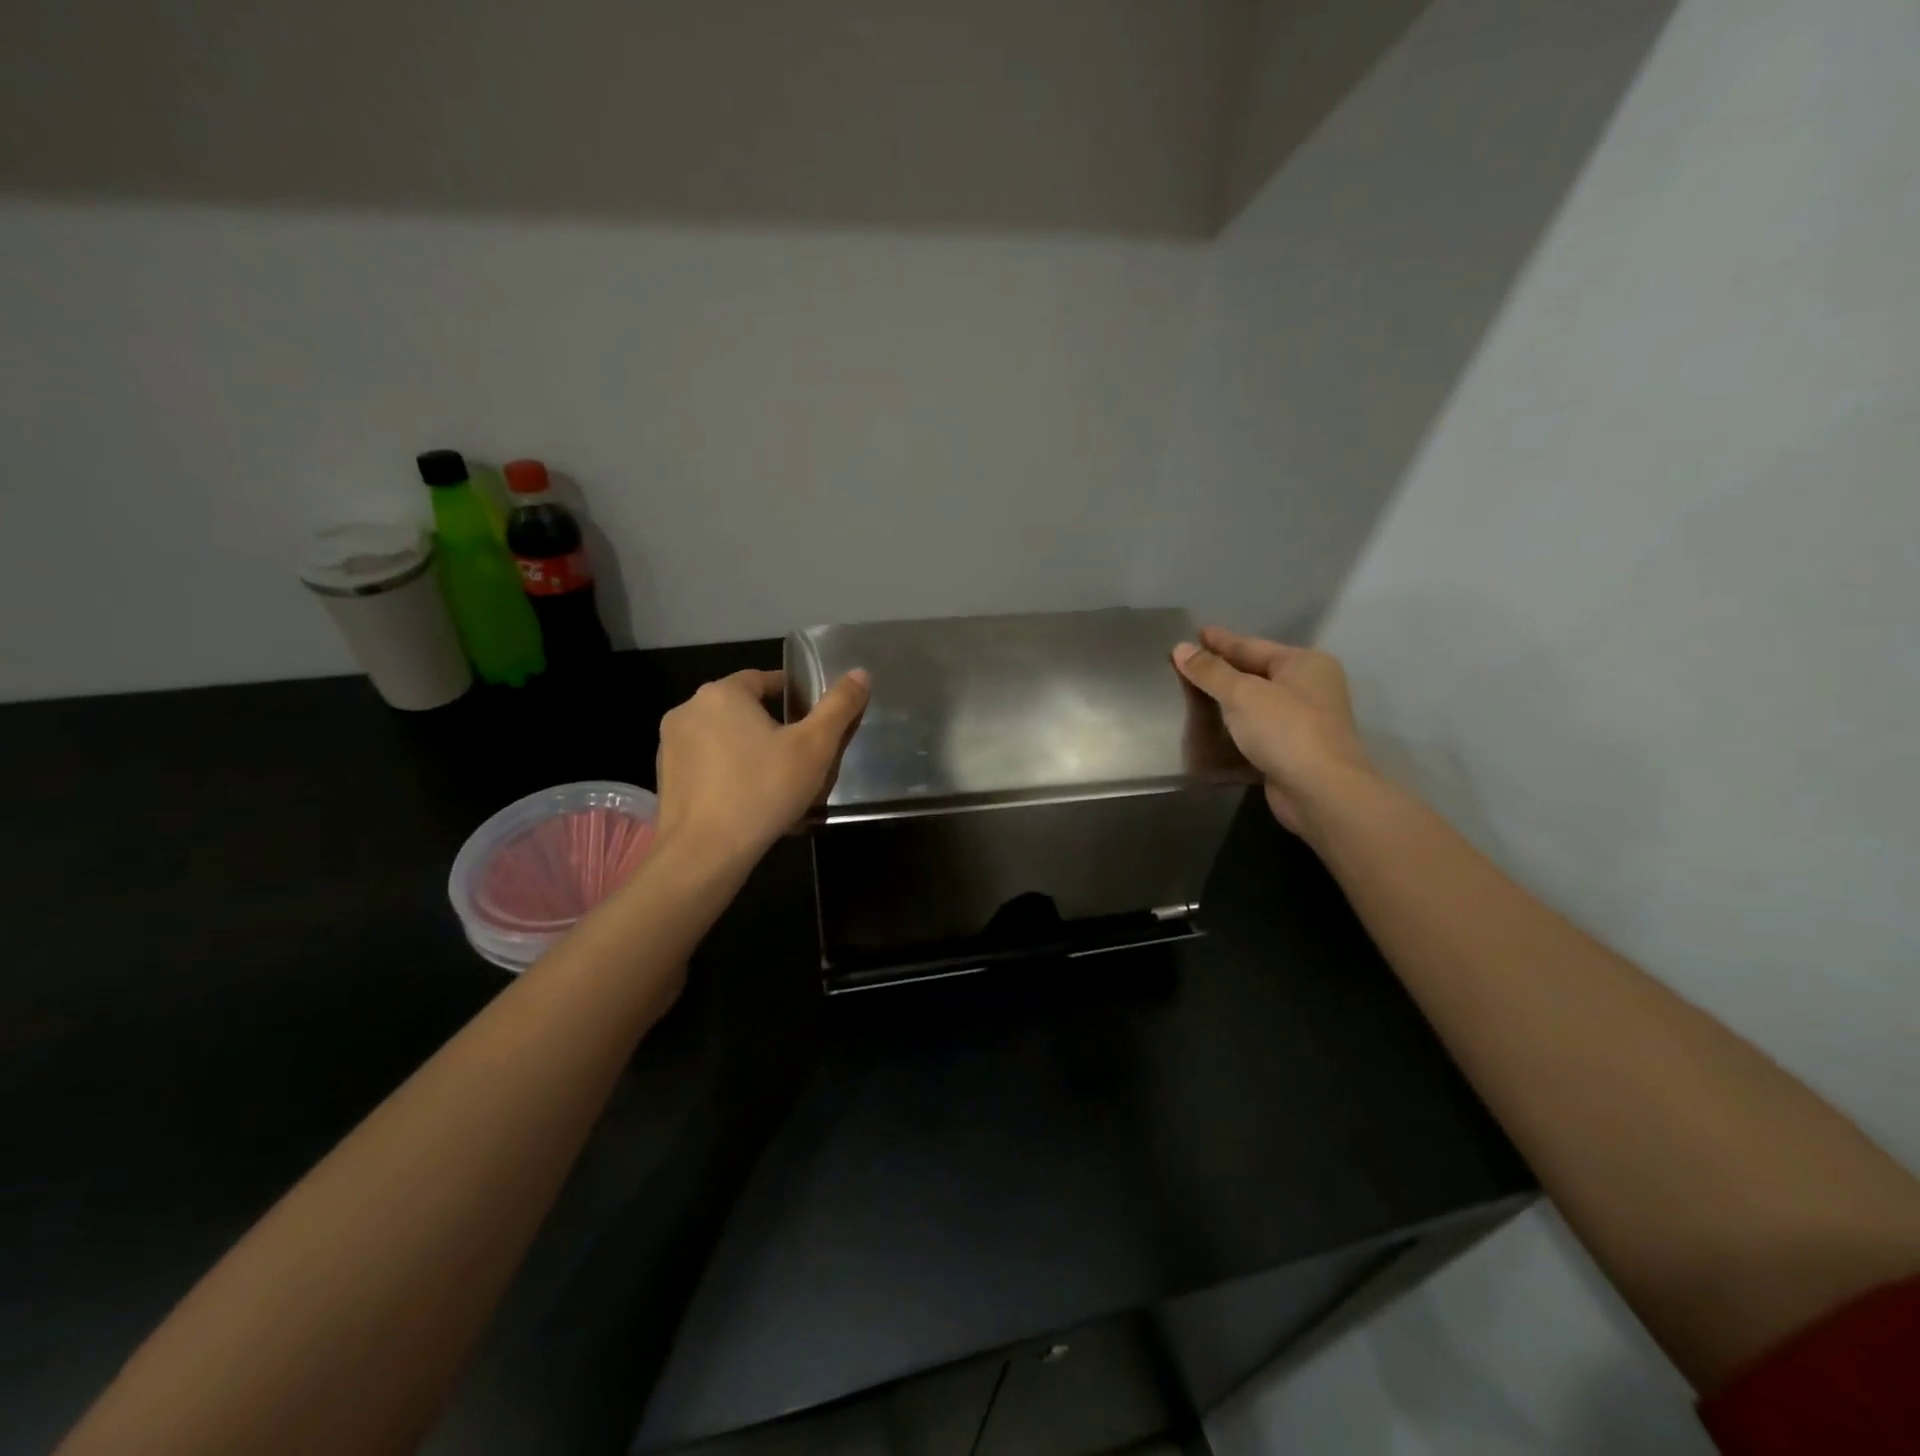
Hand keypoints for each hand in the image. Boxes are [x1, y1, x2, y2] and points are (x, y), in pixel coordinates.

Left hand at [654, 667, 869, 870]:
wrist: (704, 853)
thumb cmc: (763, 790)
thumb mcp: (814, 747)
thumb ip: (839, 706)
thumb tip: (860, 673)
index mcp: (722, 694)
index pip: (764, 679)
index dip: (794, 694)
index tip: (814, 718)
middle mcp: (689, 710)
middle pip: (743, 709)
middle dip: (773, 726)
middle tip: (803, 754)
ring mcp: (671, 745)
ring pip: (724, 739)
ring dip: (751, 751)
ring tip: (781, 781)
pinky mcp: (666, 778)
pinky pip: (708, 766)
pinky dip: (730, 775)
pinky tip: (753, 802)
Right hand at [1172, 626, 1372, 835]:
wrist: (1320, 791)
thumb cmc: (1285, 730)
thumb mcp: (1242, 694)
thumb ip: (1210, 671)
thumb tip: (1181, 649)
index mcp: (1305, 664)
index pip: (1252, 646)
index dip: (1221, 641)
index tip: (1195, 633)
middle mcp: (1310, 687)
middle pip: (1256, 672)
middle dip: (1223, 669)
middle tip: (1189, 662)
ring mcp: (1305, 721)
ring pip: (1256, 702)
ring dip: (1228, 700)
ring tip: (1194, 692)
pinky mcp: (1294, 751)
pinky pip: (1257, 728)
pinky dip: (1236, 726)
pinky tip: (1213, 726)